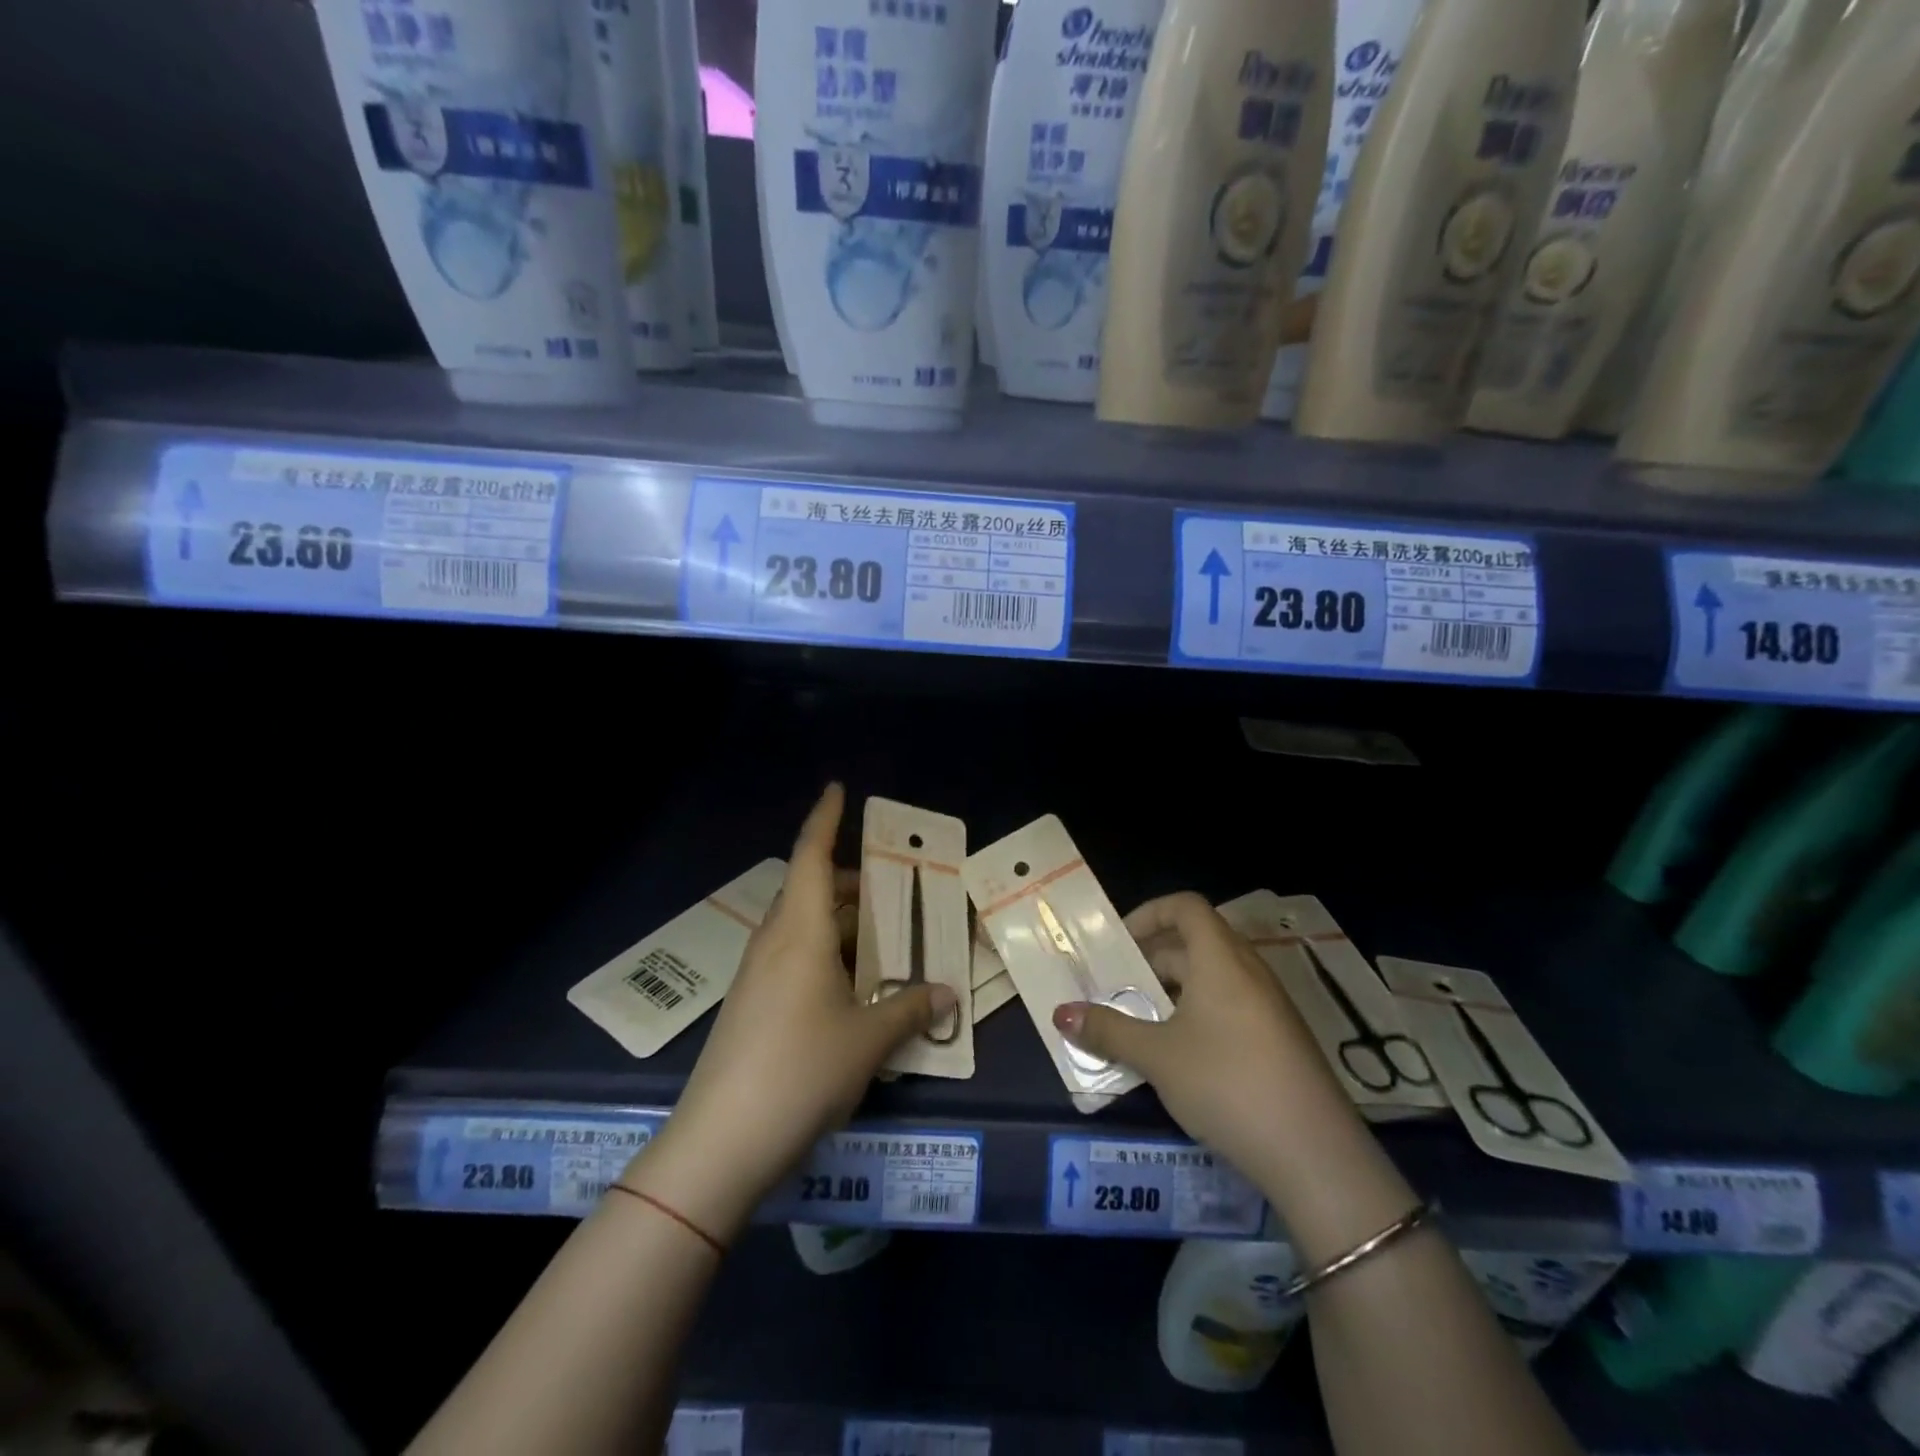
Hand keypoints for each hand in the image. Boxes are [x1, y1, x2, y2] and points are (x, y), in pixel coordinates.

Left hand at [624, 784, 955, 1240]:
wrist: (722, 1142)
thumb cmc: (800, 1071)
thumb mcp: (867, 1040)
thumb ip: (909, 1008)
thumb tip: (946, 993)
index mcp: (799, 931)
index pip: (810, 856)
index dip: (825, 819)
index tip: (838, 789)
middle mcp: (775, 942)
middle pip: (810, 890)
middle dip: (848, 881)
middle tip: (892, 886)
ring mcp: (759, 975)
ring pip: (803, 927)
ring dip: (840, 922)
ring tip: (884, 935)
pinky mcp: (753, 1005)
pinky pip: (796, 958)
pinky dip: (827, 954)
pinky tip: (856, 985)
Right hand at [1051, 893, 1365, 1195]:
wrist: (1315, 1156)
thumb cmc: (1227, 1084)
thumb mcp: (1157, 1057)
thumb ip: (1107, 1030)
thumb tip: (1061, 1013)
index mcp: (1221, 960)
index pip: (1186, 906)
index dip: (1149, 913)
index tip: (1118, 943)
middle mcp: (1249, 972)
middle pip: (1195, 943)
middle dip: (1150, 961)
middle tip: (1115, 990)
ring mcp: (1269, 1007)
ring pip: (1211, 979)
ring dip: (1172, 993)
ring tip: (1138, 1025)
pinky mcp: (1280, 1041)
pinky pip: (1230, 1008)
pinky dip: (1197, 1016)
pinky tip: (1178, 1058)